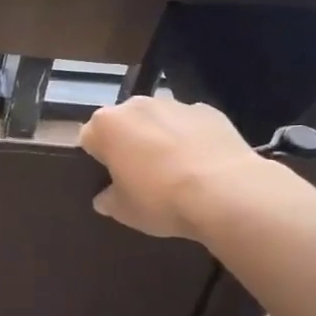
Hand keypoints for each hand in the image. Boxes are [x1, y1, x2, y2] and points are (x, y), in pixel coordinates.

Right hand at [78, 95, 296, 241]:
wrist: (226, 191)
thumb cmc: (162, 200)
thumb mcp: (125, 211)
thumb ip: (108, 200)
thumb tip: (105, 197)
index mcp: (106, 125)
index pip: (89, 138)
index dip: (98, 160)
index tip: (111, 179)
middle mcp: (135, 105)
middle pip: (123, 123)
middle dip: (128, 143)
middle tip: (142, 175)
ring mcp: (173, 104)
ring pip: (157, 120)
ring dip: (159, 137)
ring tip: (177, 170)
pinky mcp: (207, 110)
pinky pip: (189, 124)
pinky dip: (191, 138)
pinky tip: (203, 164)